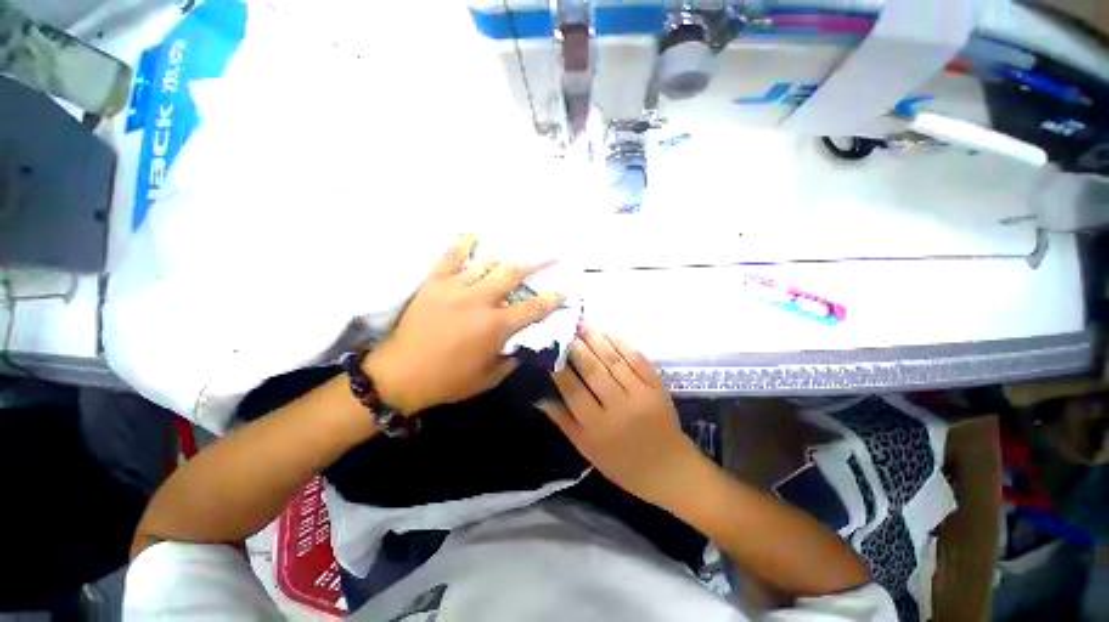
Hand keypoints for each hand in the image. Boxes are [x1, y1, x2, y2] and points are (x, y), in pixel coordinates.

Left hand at [366, 234, 564, 414]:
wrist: (400, 374)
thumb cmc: (448, 380)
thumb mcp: (489, 378)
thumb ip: (512, 358)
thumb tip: (526, 342)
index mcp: (495, 326)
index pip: (533, 308)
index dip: (552, 299)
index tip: (565, 290)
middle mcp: (479, 301)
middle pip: (512, 274)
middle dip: (536, 264)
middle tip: (551, 256)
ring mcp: (455, 287)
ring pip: (487, 264)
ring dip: (505, 259)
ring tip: (516, 255)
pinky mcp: (434, 282)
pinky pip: (450, 256)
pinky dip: (463, 243)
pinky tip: (474, 235)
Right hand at [539, 327, 703, 506]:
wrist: (669, 469)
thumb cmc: (622, 464)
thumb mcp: (587, 449)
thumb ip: (564, 422)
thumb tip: (539, 398)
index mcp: (598, 427)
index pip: (573, 391)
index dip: (560, 369)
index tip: (550, 351)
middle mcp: (619, 408)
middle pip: (593, 371)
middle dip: (577, 348)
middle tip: (565, 330)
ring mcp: (641, 394)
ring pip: (613, 361)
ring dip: (596, 340)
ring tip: (583, 324)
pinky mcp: (657, 386)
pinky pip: (636, 360)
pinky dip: (621, 344)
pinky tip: (608, 333)